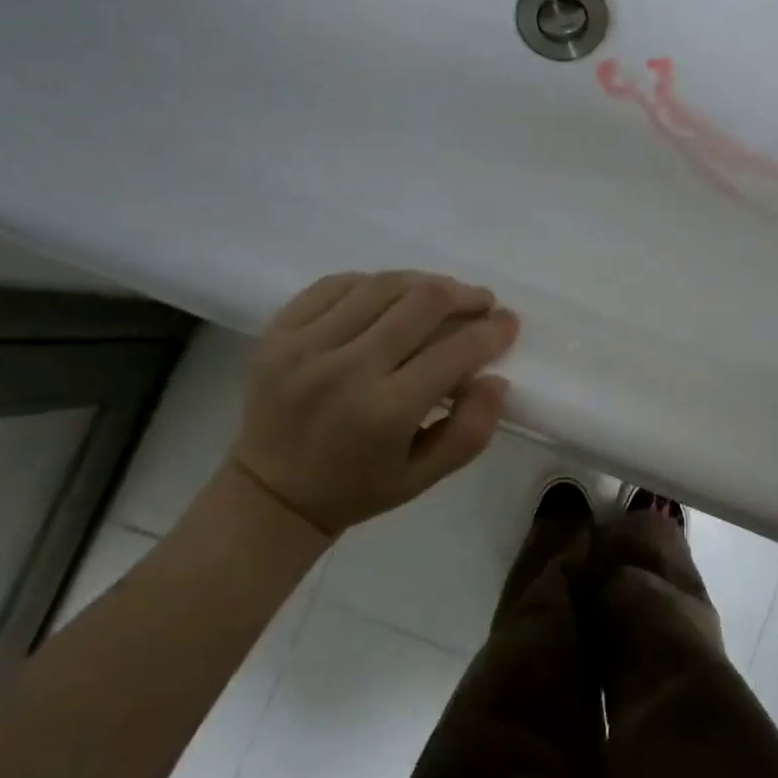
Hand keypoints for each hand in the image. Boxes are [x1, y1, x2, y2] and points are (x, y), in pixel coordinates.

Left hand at [228, 271, 518, 539]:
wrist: (269, 493)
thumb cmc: (356, 488)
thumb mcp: (424, 479)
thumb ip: (470, 431)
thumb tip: (497, 379)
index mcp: (385, 413)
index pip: (455, 352)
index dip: (493, 331)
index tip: (508, 323)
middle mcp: (345, 370)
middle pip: (422, 303)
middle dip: (465, 296)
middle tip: (481, 302)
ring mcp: (305, 345)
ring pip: (382, 285)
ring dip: (424, 283)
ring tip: (442, 295)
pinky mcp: (278, 331)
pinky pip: (336, 284)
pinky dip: (373, 283)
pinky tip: (389, 296)